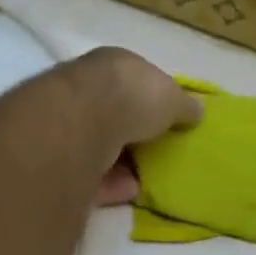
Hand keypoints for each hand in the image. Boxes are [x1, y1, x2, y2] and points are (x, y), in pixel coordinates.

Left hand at [62, 48, 201, 205]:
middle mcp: (85, 88)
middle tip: (157, 150)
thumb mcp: (173, 98)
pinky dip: (109, 182)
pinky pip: (88, 172)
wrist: (80, 122)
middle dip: (134, 132)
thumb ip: (185, 105)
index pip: (134, 80)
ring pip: (98, 144)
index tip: (169, 121)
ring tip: (146, 176)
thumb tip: (197, 110)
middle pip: (114, 113)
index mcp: (113, 64)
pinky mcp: (58, 157)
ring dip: (121, 161)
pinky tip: (129, 190)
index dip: (153, 100)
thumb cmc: (132, 97)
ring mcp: (67, 122)